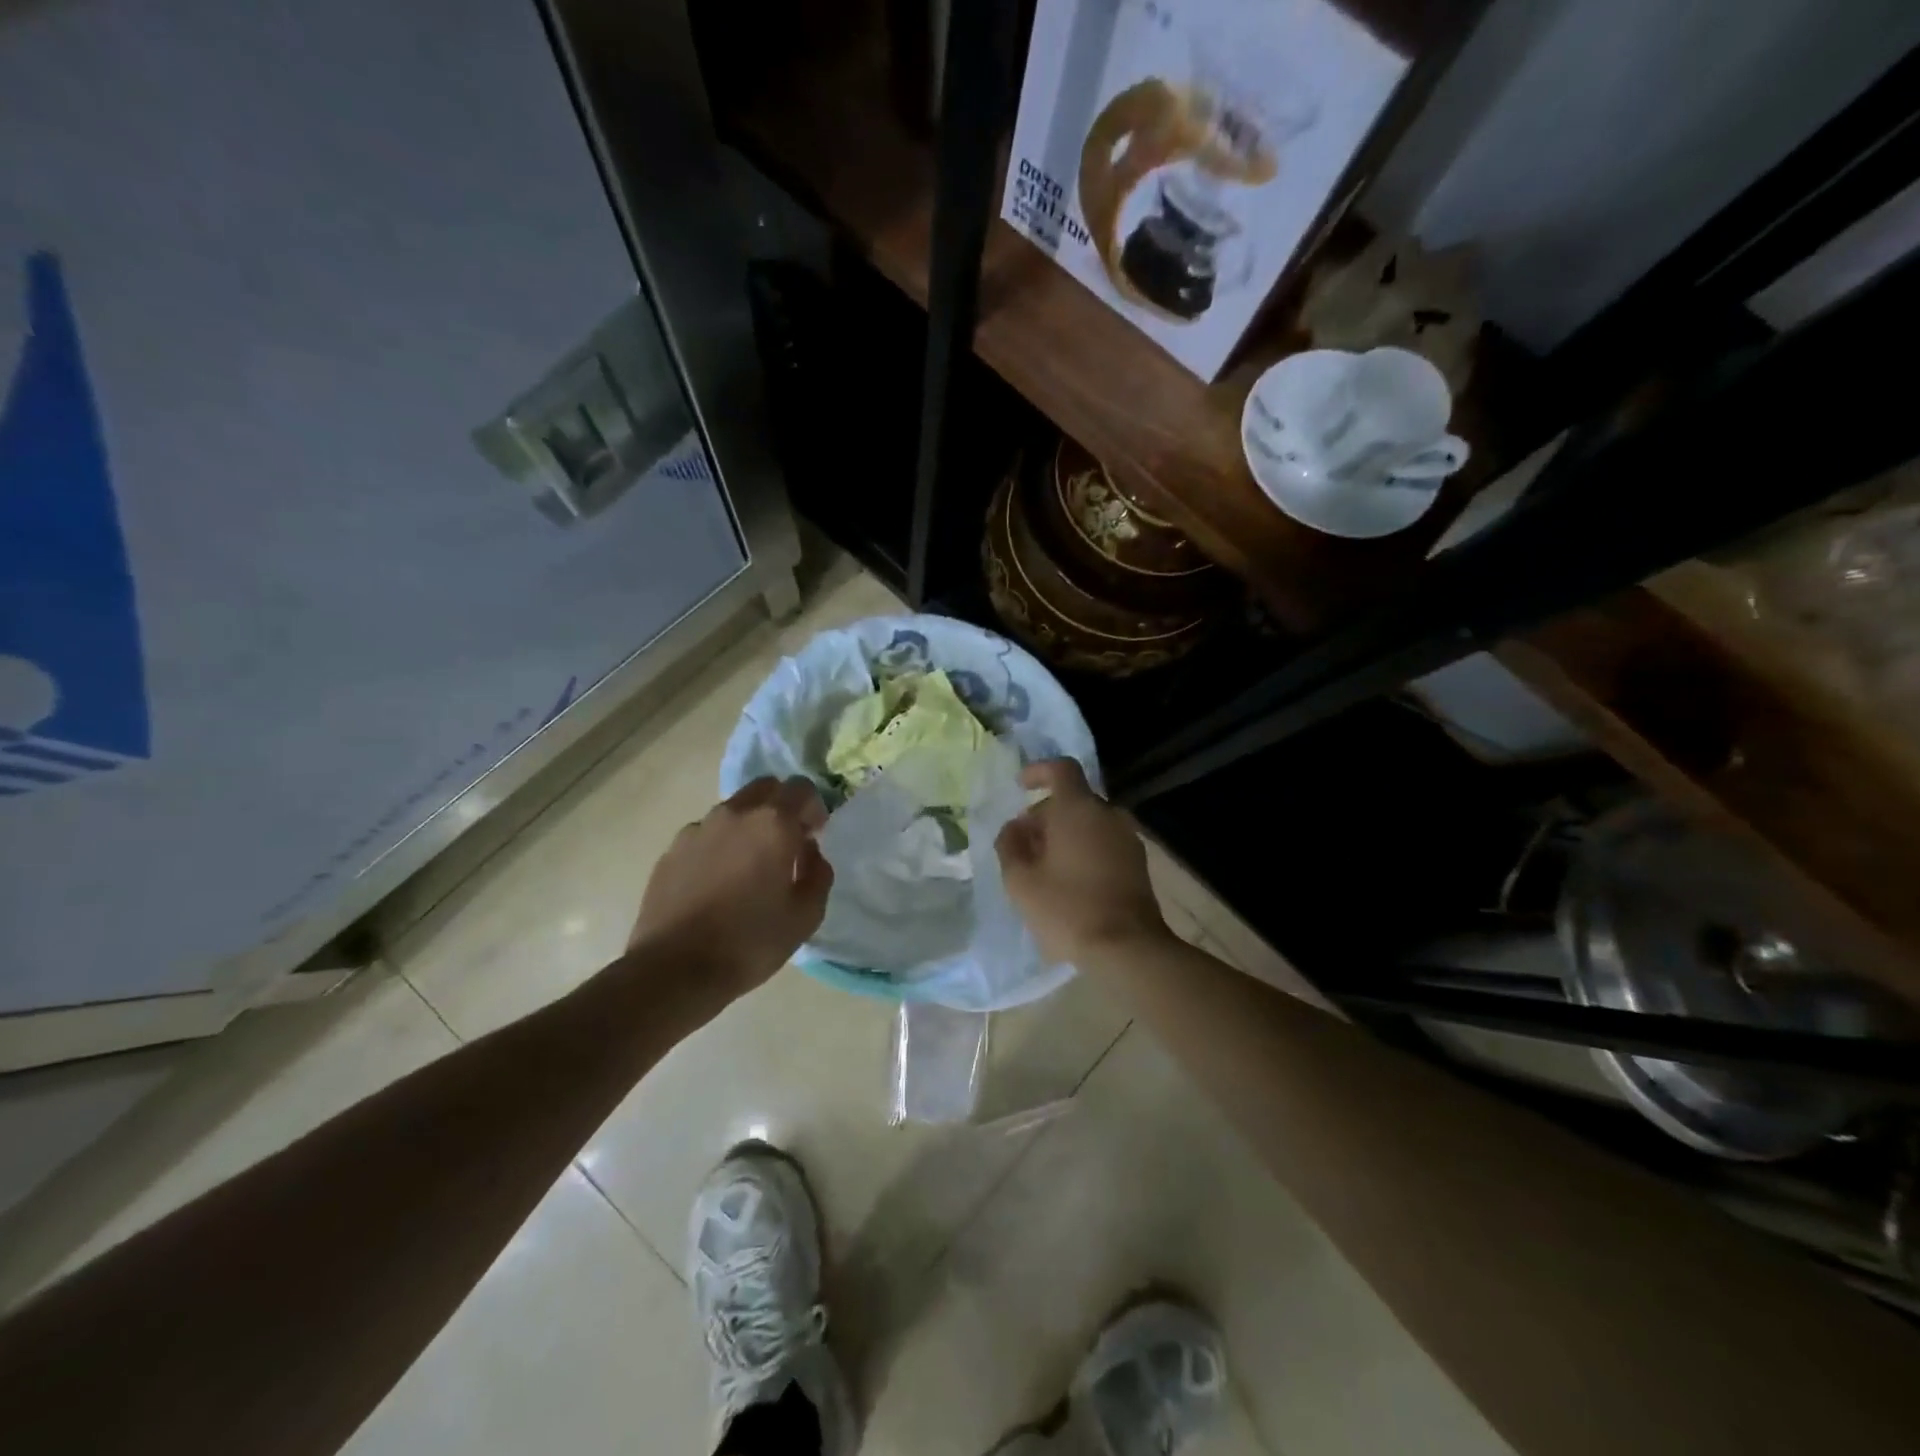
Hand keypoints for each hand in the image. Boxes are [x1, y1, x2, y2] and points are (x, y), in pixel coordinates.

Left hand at [630, 776, 832, 997]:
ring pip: (733, 810)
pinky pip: (705, 834)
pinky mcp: (671, 850)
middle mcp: (734, 814)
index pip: (801, 788)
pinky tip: (717, 883)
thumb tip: (810, 851)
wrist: (675, 970)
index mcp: (772, 824)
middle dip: (781, 806)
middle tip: (785, 843)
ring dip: (748, 826)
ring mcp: (697, 829)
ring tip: (748, 867)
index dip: (813, 808)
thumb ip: (818, 873)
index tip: (813, 836)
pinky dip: (719, 846)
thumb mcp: (805, 916)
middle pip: (765, 788)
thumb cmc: (750, 942)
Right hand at [994, 758, 1170, 965]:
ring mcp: (1127, 837)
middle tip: (1023, 844)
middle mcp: (1108, 813)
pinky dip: (1084, 848)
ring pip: (1089, 822)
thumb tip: (1014, 827)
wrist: (1127, 948)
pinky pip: (1104, 841)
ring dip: (1065, 834)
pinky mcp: (1138, 862)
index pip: (1061, 769)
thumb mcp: (1020, 880)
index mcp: (1078, 808)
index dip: (1038, 771)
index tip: (1020, 787)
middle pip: (1073, 799)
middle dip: (1046, 814)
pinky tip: (1070, 880)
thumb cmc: (1067, 909)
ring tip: (1043, 866)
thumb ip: (1010, 845)